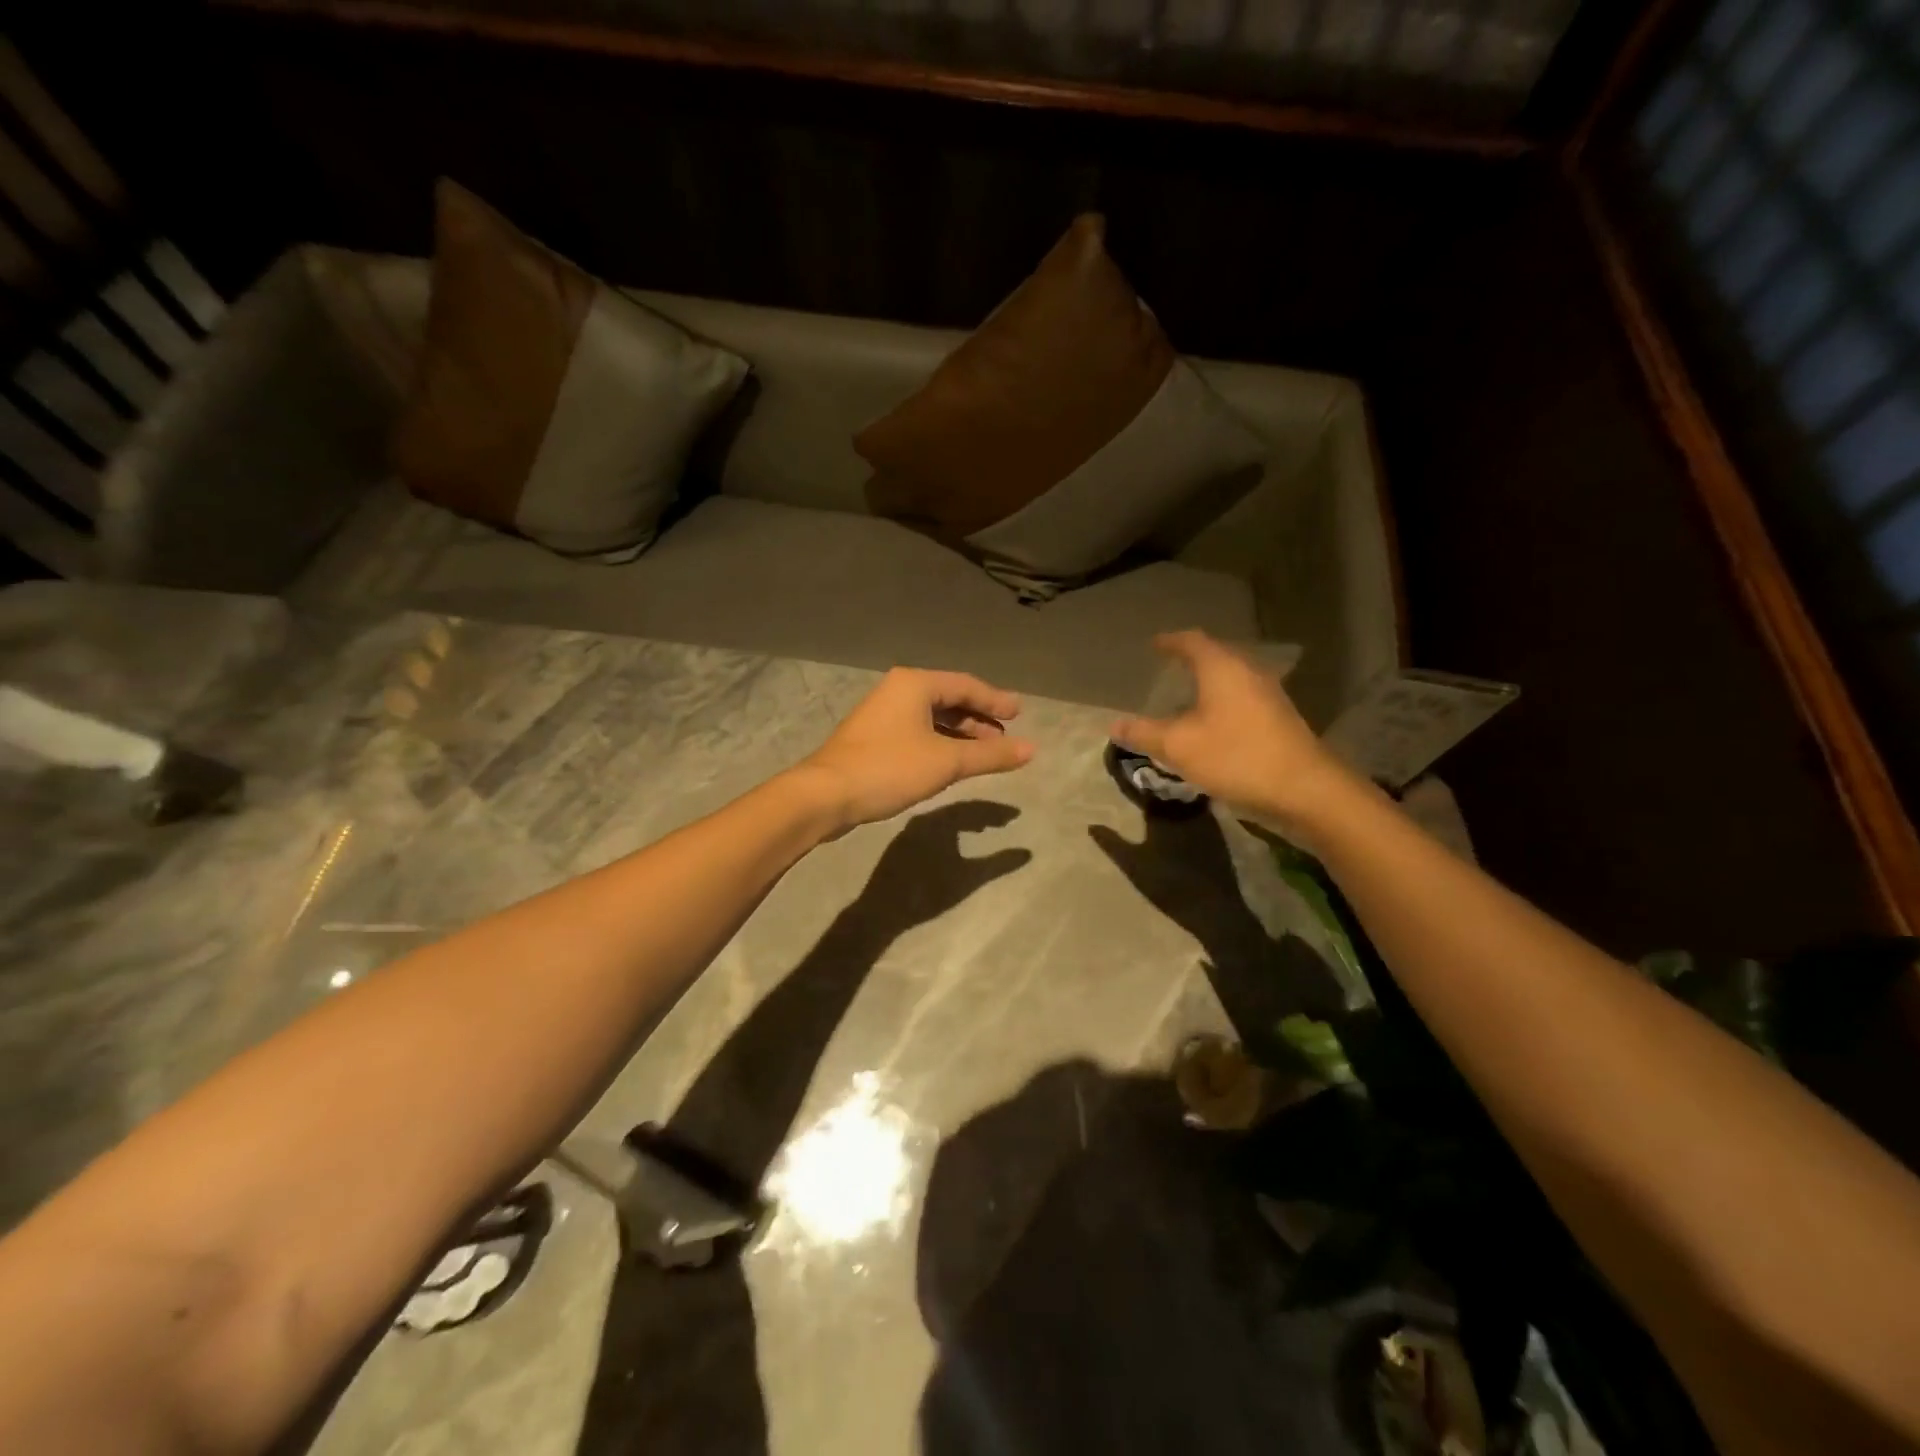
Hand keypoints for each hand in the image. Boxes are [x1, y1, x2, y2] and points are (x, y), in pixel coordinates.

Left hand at [794, 669, 1034, 832]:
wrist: (826, 794)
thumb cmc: (889, 768)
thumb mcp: (947, 762)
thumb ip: (990, 755)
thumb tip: (1032, 750)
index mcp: (915, 684)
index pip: (966, 685)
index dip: (996, 700)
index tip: (1020, 715)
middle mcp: (898, 691)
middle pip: (949, 698)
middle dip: (979, 718)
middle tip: (1005, 736)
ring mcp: (883, 713)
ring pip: (932, 717)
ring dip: (961, 732)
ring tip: (985, 751)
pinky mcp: (874, 737)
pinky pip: (918, 731)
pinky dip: (941, 742)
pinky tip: (952, 760)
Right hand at [1110, 632, 1358, 834]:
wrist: (1305, 790)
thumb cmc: (1236, 757)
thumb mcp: (1179, 747)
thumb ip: (1144, 733)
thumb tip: (1114, 724)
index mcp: (1222, 668)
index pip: (1192, 641)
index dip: (1171, 641)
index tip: (1154, 645)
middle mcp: (1248, 672)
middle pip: (1216, 655)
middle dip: (1191, 659)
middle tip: (1168, 667)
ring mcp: (1269, 695)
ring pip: (1232, 677)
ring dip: (1209, 681)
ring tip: (1186, 695)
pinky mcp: (1279, 718)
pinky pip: (1243, 697)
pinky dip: (1222, 701)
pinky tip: (1212, 723)